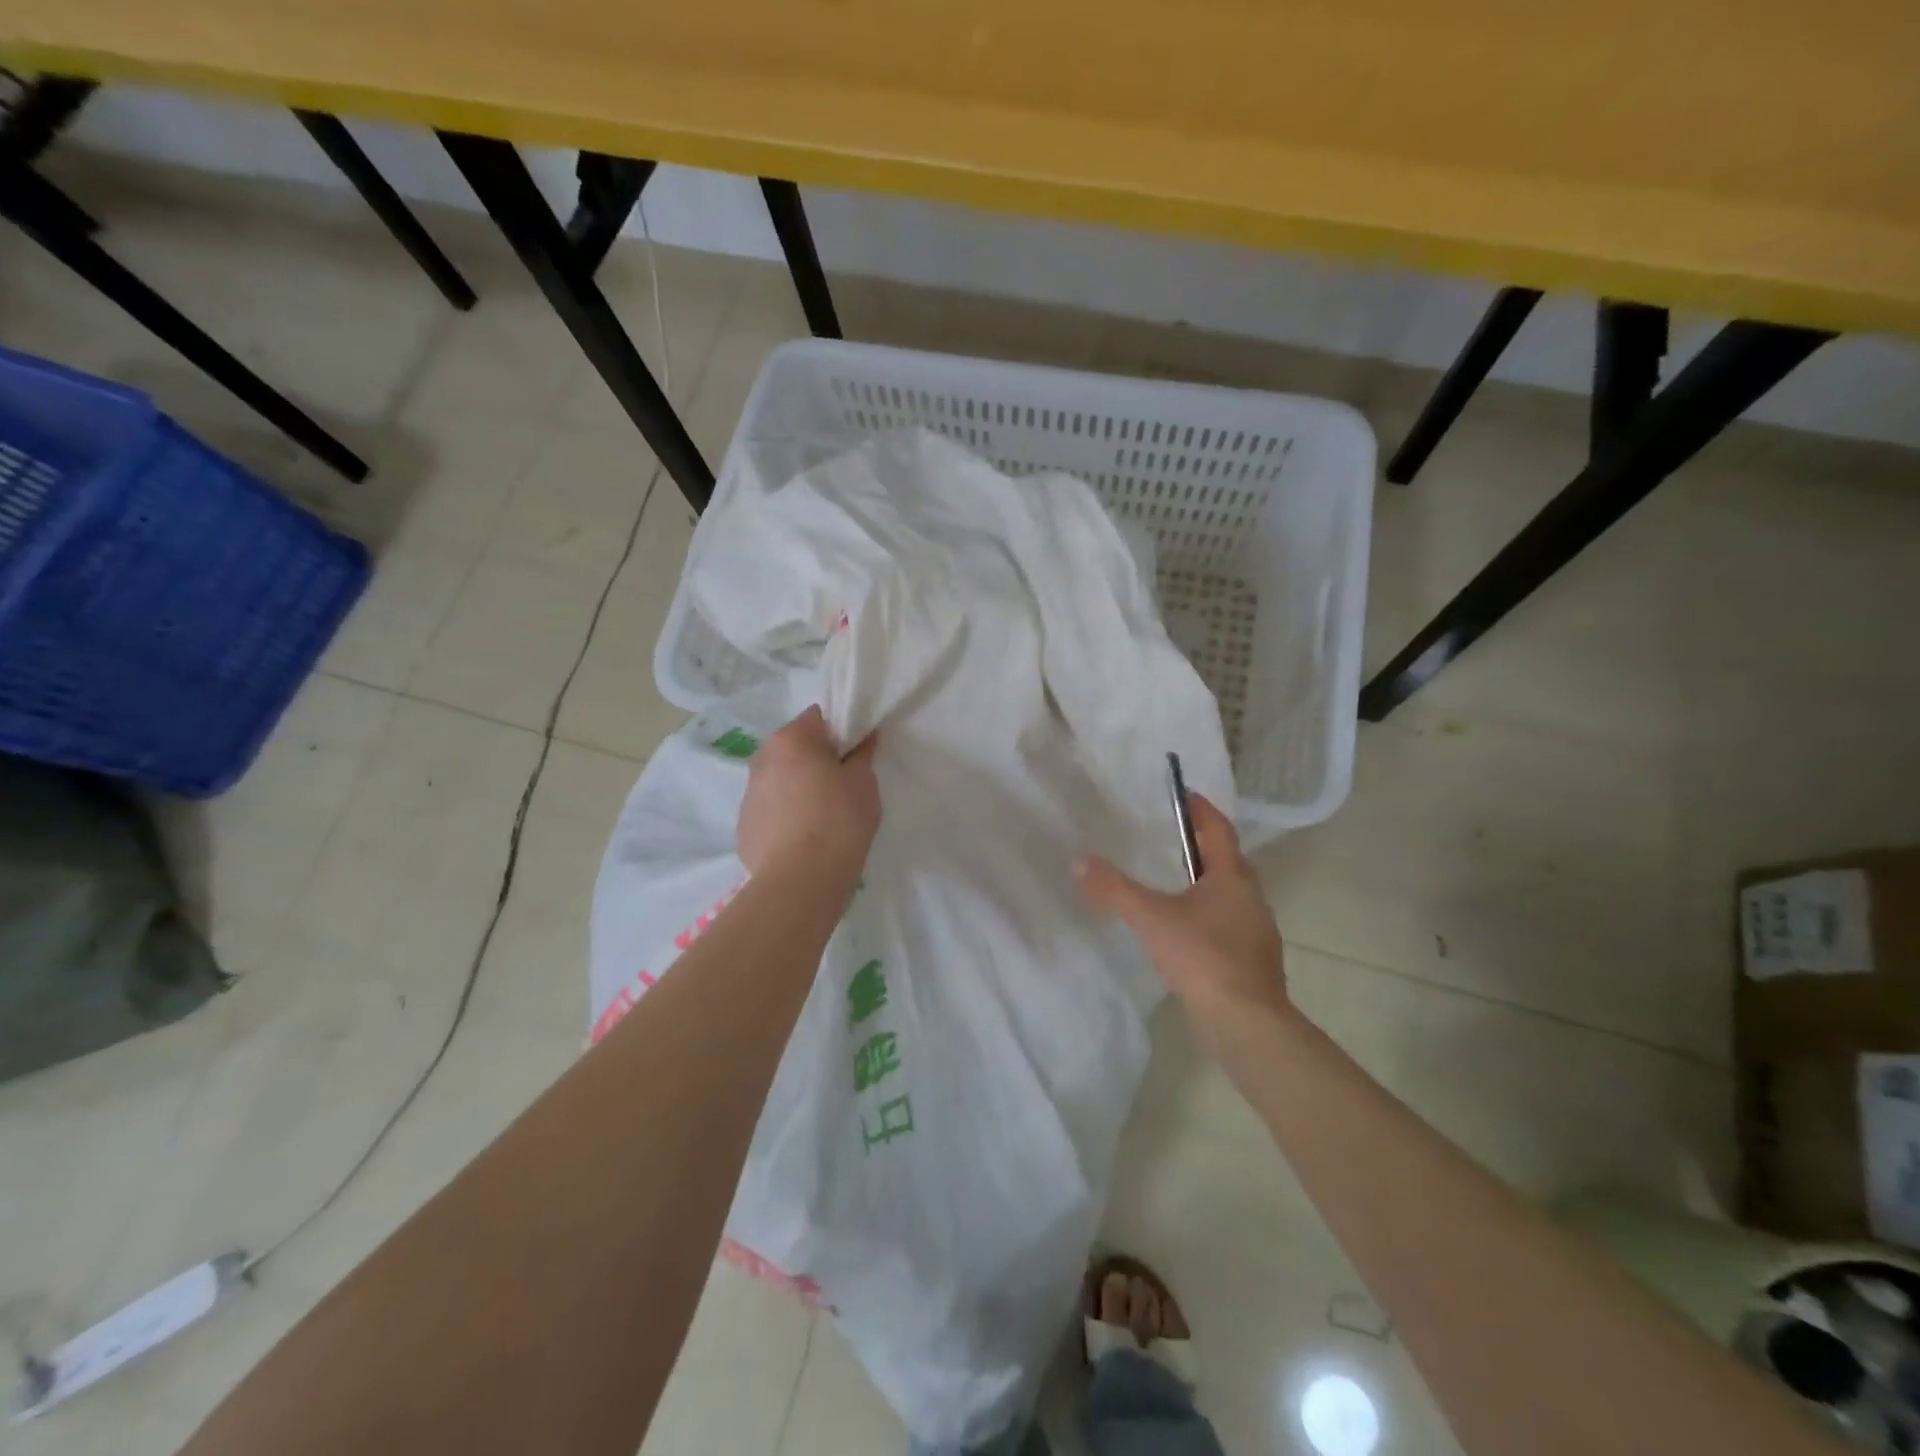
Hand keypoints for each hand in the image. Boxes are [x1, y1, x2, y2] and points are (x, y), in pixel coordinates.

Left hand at [737, 706, 880, 880]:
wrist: (800, 882)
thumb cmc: (839, 822)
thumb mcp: (864, 783)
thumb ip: (863, 754)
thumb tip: (864, 736)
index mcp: (791, 739)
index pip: (818, 717)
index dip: (840, 732)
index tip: (855, 754)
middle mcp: (762, 758)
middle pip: (795, 747)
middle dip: (816, 759)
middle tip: (842, 784)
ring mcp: (748, 793)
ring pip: (780, 778)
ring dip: (798, 786)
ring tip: (822, 816)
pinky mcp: (744, 825)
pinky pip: (771, 809)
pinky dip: (786, 815)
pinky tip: (804, 838)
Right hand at [1076, 792, 1290, 1037]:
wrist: (1246, 1024)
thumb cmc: (1203, 957)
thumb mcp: (1152, 918)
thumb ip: (1115, 889)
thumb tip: (1079, 861)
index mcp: (1233, 877)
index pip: (1219, 829)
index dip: (1201, 809)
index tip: (1182, 794)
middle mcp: (1251, 898)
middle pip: (1225, 860)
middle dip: (1199, 845)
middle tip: (1167, 834)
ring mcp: (1254, 931)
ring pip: (1226, 894)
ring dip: (1202, 881)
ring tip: (1169, 880)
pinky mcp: (1250, 960)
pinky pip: (1225, 922)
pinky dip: (1204, 913)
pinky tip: (1181, 929)